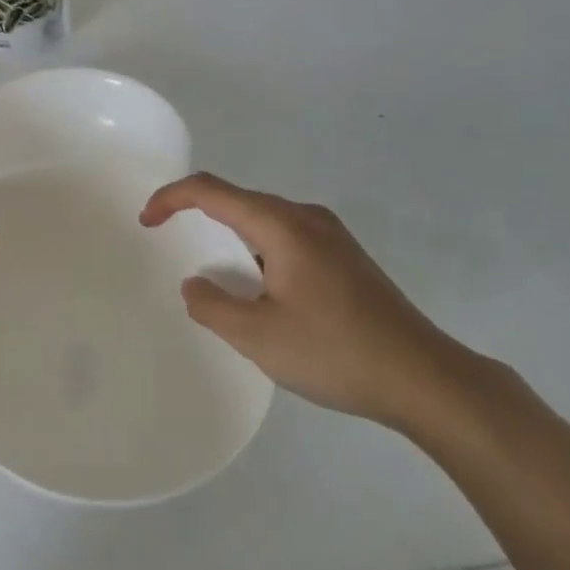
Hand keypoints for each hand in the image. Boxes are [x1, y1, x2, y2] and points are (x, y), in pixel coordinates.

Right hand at [140, 173, 474, 433]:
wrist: (423, 377)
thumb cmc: (334, 352)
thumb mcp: (257, 337)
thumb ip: (213, 306)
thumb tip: (197, 284)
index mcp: (283, 225)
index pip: (213, 192)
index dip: (172, 198)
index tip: (146, 221)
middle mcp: (308, 218)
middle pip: (241, 201)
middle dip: (200, 216)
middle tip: (172, 244)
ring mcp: (333, 237)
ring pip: (267, 222)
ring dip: (233, 239)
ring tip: (218, 278)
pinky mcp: (347, 258)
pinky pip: (289, 240)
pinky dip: (260, 253)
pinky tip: (264, 292)